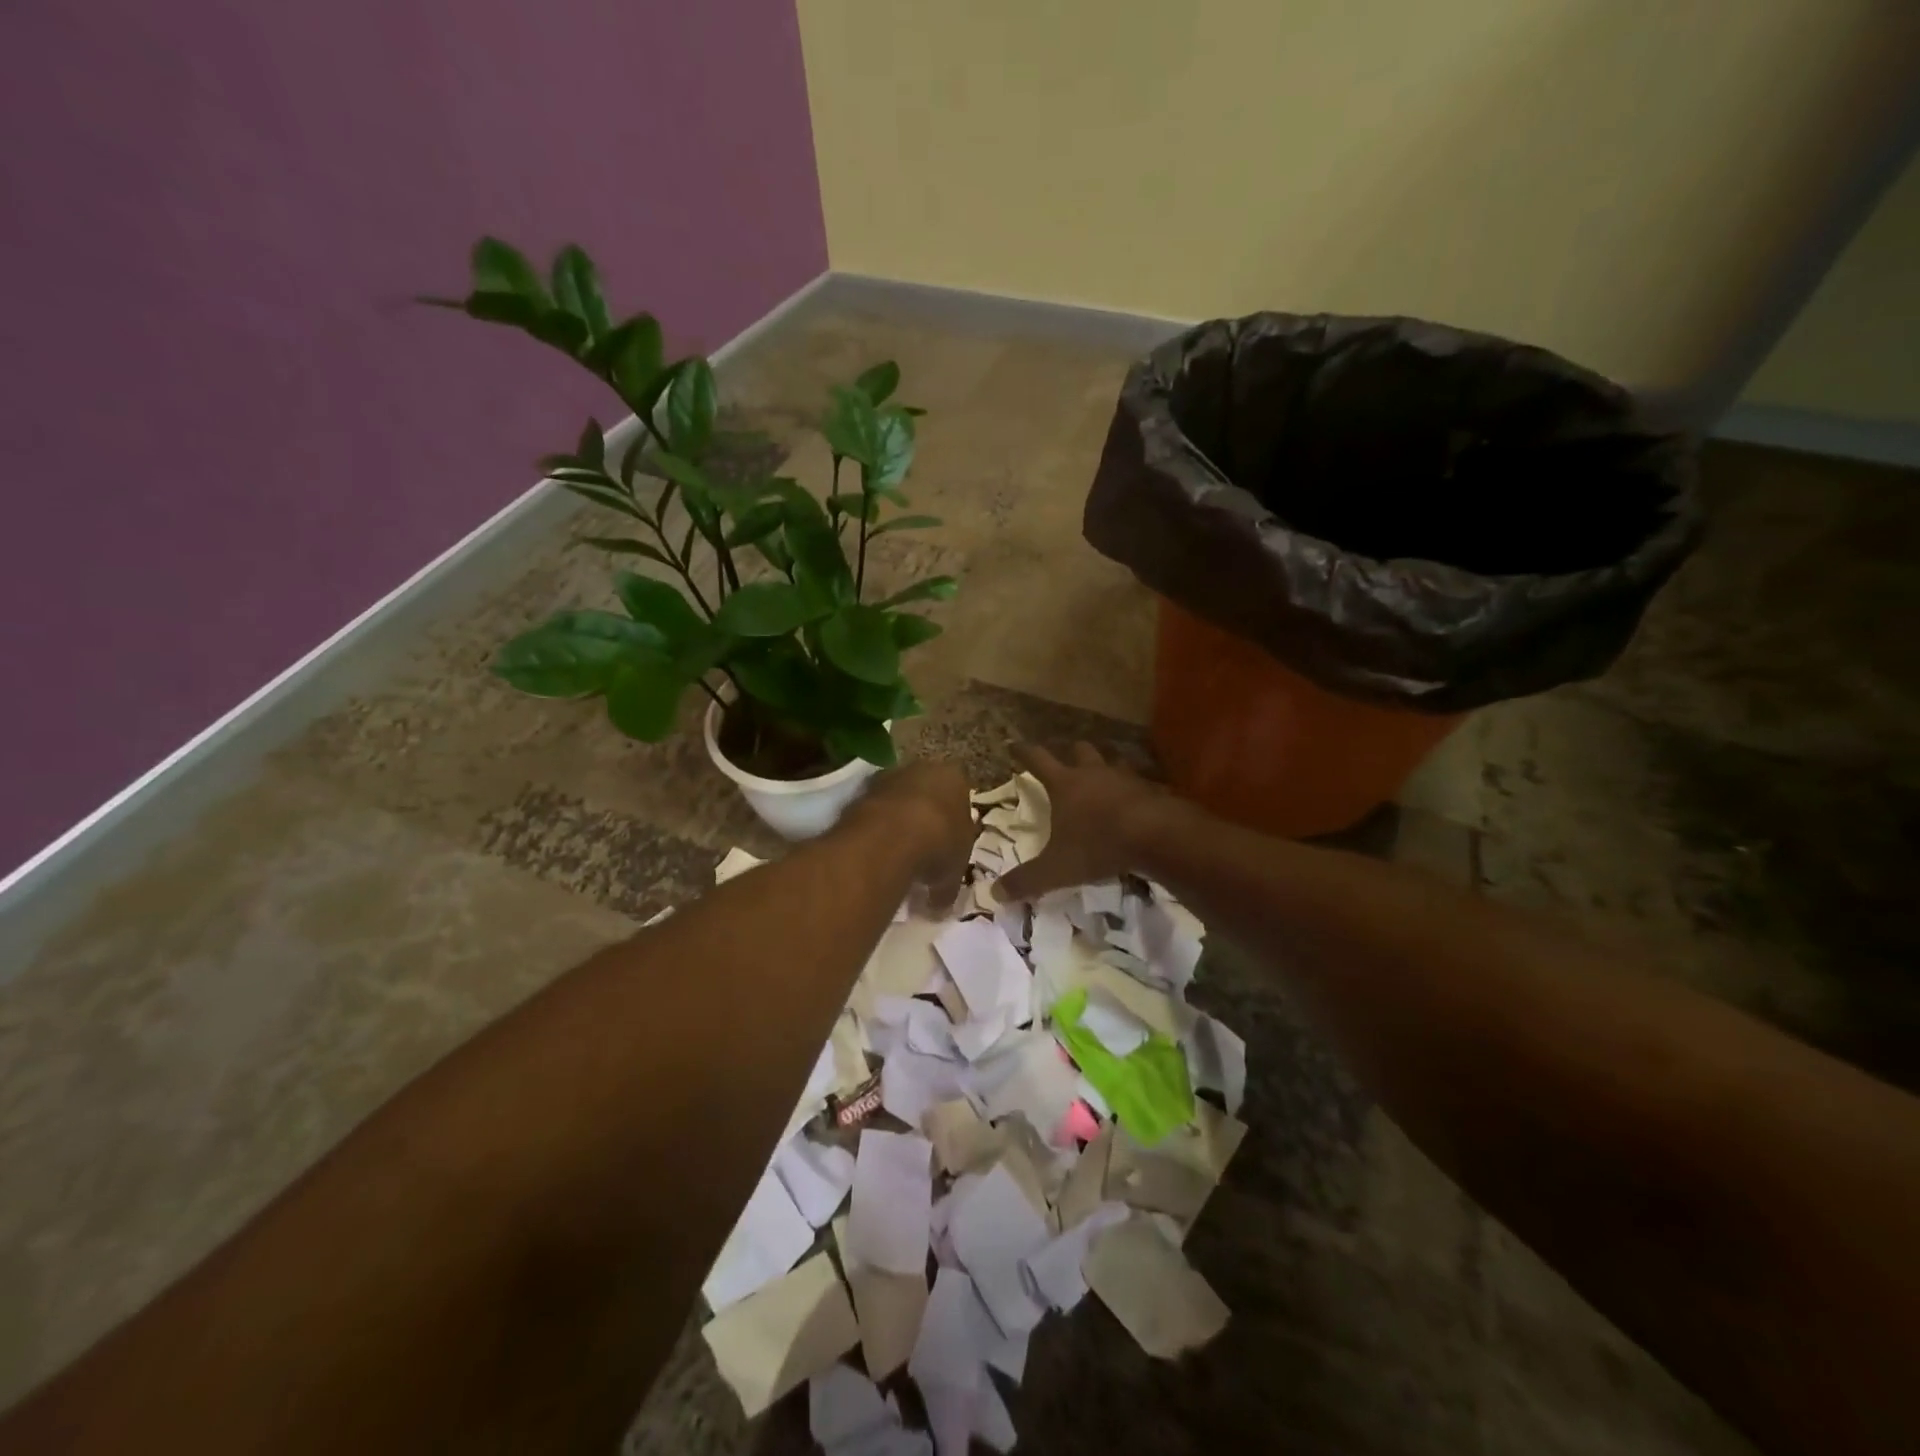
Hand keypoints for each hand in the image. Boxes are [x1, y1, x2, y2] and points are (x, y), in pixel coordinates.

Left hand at [844, 761, 974, 910]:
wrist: (892, 837)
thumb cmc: (940, 844)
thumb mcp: (955, 872)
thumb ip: (948, 884)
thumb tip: (939, 904)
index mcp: (955, 778)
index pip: (959, 796)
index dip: (953, 824)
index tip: (947, 847)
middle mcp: (923, 768)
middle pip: (926, 793)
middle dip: (923, 817)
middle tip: (921, 850)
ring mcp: (889, 776)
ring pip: (897, 798)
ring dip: (896, 820)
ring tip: (894, 854)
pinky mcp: (861, 789)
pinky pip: (874, 809)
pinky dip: (875, 826)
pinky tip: (875, 850)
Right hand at [995, 743, 1167, 901]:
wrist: (1157, 836)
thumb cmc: (1099, 845)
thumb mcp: (1056, 869)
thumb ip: (1026, 880)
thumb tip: (994, 893)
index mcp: (1065, 784)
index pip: (1038, 759)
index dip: (1024, 751)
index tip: (1014, 744)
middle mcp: (1094, 774)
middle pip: (1080, 750)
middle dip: (1071, 752)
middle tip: (1067, 760)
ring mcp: (1126, 778)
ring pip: (1113, 761)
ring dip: (1106, 767)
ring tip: (1104, 777)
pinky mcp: (1152, 790)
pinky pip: (1140, 783)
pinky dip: (1134, 789)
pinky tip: (1135, 801)